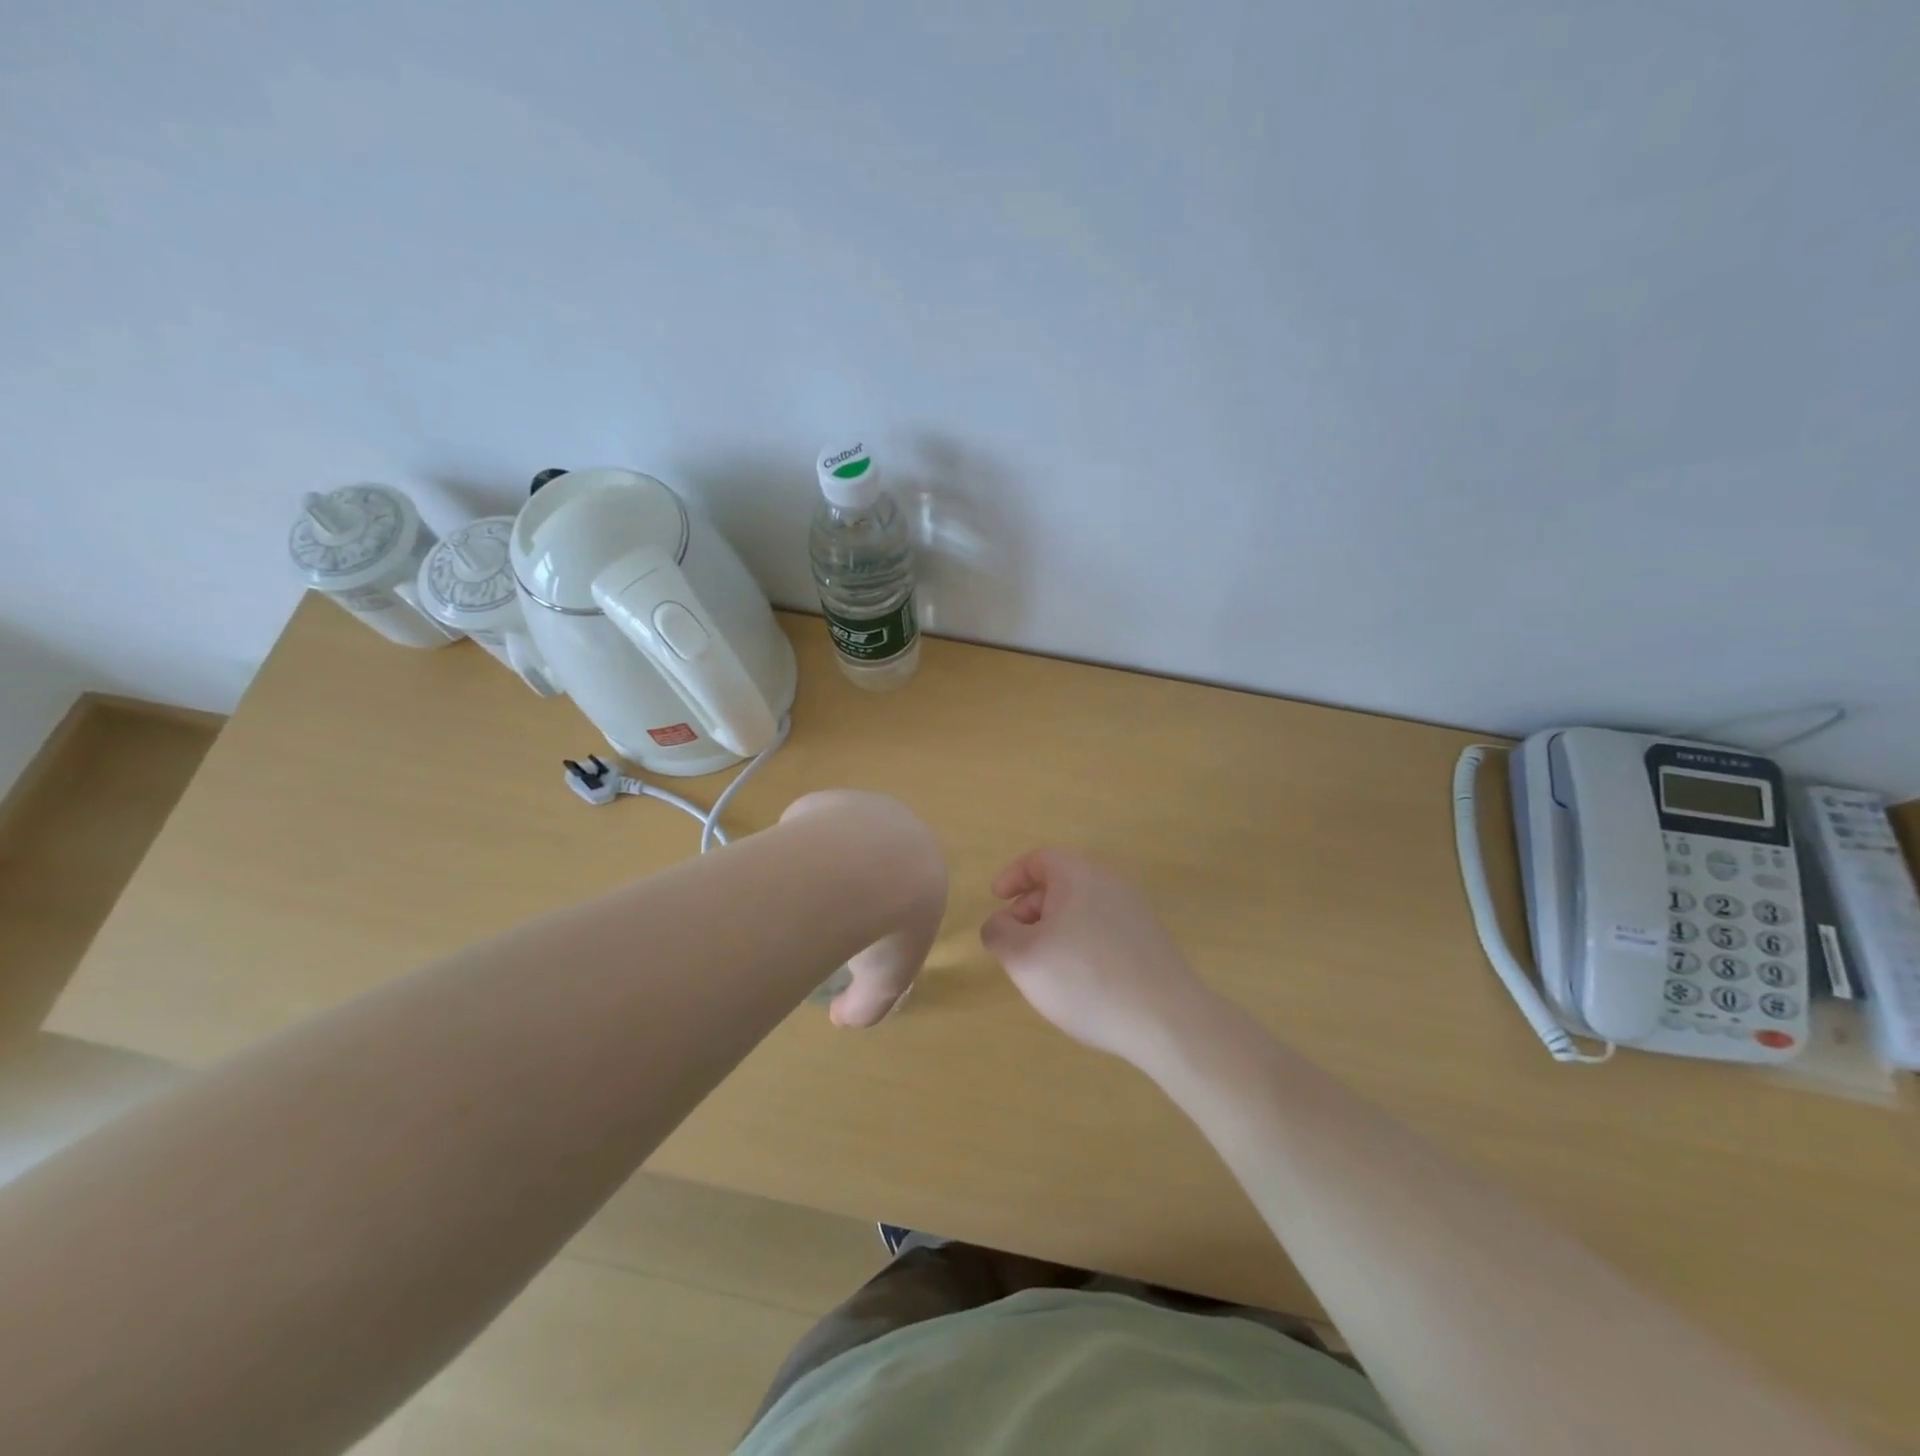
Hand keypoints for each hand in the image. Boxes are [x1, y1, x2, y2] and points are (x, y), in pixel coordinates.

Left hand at [781, 790, 947, 1028]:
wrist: (862, 871)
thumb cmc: (887, 927)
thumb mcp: (885, 983)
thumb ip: (868, 1005)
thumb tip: (841, 1016)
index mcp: (928, 871)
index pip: (907, 892)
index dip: (883, 917)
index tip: (858, 938)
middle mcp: (902, 832)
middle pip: (875, 859)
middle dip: (853, 885)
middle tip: (826, 917)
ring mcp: (863, 808)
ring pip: (841, 839)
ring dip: (825, 863)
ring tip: (801, 896)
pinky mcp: (828, 800)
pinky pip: (810, 827)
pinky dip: (801, 848)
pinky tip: (789, 870)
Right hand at [980, 849, 1215, 1065]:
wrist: (1165, 1019)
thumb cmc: (1085, 978)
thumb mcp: (1023, 957)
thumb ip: (999, 933)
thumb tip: (1000, 924)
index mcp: (1078, 873)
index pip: (1038, 859)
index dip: (1012, 876)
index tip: (996, 900)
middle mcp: (1109, 882)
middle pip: (1060, 883)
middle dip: (1030, 909)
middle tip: (1015, 942)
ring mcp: (1134, 910)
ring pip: (1081, 908)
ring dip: (1055, 930)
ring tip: (1044, 968)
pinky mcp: (1149, 940)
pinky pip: (1103, 929)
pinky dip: (1081, 944)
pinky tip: (1079, 982)